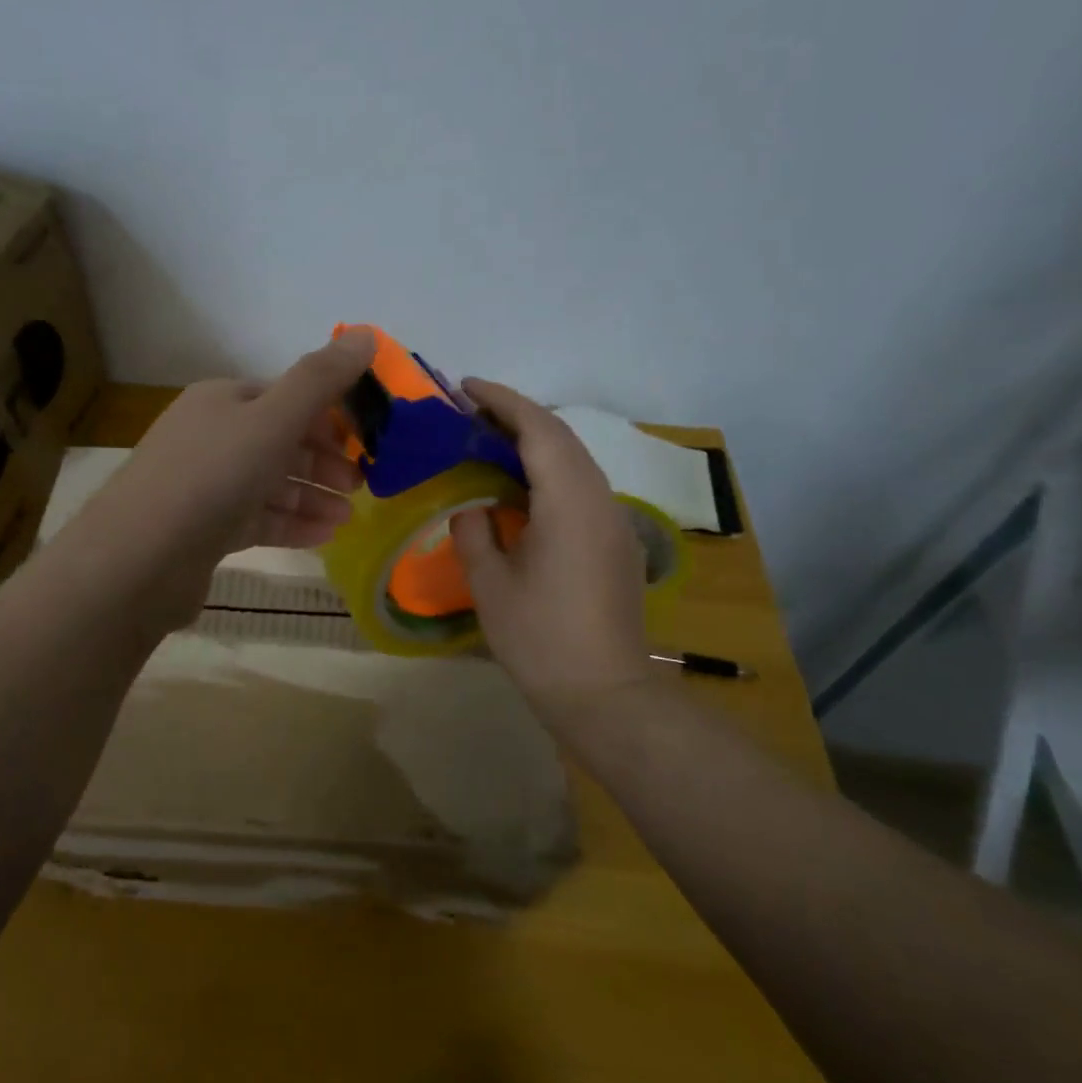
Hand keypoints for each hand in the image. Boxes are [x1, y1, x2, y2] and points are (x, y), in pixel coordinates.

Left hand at [61, 329, 375, 628]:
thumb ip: (321, 379)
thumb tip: (368, 334)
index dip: (329, 415)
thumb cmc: (211, 476)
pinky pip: (256, 518)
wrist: (138, 558)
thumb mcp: (273, 419)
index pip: (286, 397)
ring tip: (348, 517)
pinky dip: (290, 524)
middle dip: (323, 461)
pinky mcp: (202, 529)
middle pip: (279, 441)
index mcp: (222, 400)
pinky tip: (324, 536)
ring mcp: (203, 485)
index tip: (366, 441)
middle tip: (361, 485)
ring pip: (269, 483)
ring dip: (312, 496)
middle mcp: (210, 436)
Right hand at [448, 379, 651, 732]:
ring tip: (487, 441)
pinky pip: (581, 486)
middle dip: (516, 415)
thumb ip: (473, 533)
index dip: (503, 401)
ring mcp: (614, 521)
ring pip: (575, 460)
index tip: (466, 387)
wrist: (605, 695)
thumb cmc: (541, 639)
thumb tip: (472, 507)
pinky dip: (548, 469)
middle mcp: (599, 500)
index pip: (539, 430)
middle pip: (561, 437)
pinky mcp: (615, 541)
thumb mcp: (490, 585)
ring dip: (534, 441)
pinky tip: (518, 486)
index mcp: (569, 503)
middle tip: (469, 412)